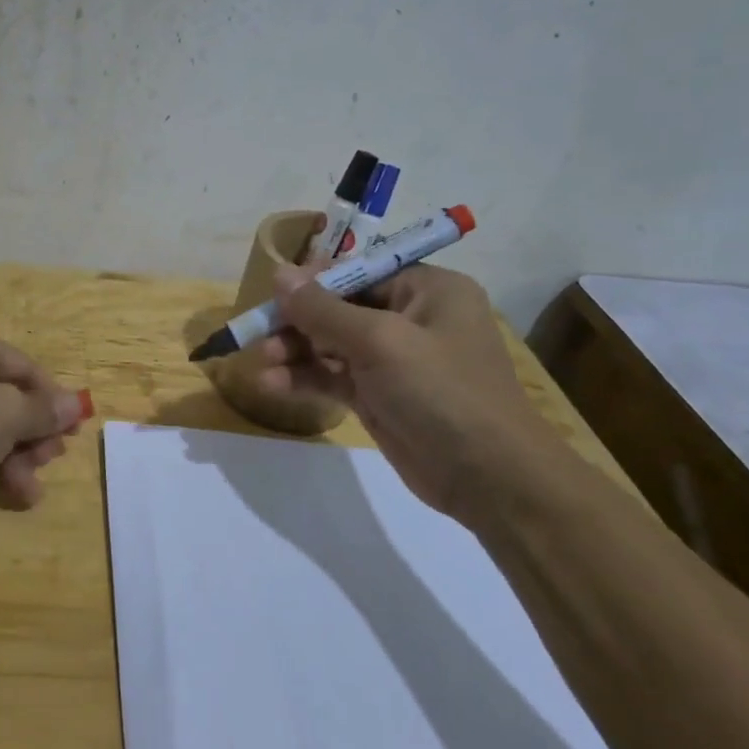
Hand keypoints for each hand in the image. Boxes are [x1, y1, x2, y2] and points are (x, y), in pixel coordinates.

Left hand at [0, 316, 86, 510]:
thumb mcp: (3, 415)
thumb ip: (43, 410)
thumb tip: (76, 404)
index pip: (27, 368)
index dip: (54, 402)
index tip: (73, 436)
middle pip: (9, 396)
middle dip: (32, 435)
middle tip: (47, 464)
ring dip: (15, 456)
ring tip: (28, 490)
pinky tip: (9, 492)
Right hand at [251, 263, 565, 520]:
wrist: (489, 478)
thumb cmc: (441, 392)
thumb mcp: (379, 342)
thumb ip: (323, 309)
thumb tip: (279, 272)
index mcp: (427, 290)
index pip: (360, 270)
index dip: (315, 280)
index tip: (274, 293)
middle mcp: (411, 318)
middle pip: (340, 307)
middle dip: (299, 320)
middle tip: (260, 333)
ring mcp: (393, 360)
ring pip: (331, 343)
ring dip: (296, 351)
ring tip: (262, 361)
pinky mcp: (378, 395)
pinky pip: (333, 376)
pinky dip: (304, 378)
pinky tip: (272, 384)